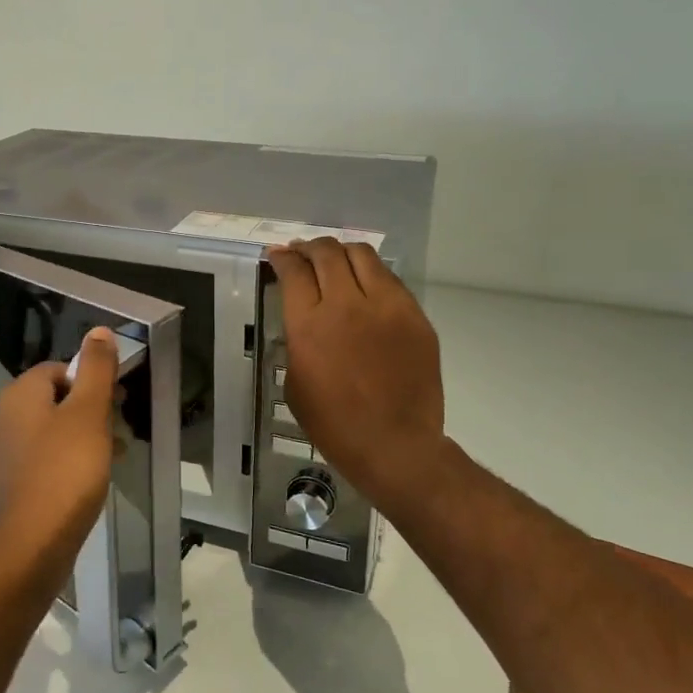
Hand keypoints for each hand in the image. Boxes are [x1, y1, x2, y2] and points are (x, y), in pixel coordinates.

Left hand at [0, 327, 120, 561]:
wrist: (33, 543)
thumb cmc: (66, 470)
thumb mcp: (89, 413)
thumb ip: (96, 369)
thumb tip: (99, 330)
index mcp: (20, 394)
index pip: (59, 369)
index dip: (91, 381)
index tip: (116, 402)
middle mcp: (4, 417)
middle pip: (55, 400)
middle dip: (90, 411)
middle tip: (118, 430)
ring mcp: (3, 453)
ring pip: (51, 432)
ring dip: (82, 438)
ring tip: (112, 457)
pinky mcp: (9, 485)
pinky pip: (43, 461)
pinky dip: (67, 463)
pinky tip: (88, 482)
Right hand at [267, 238, 445, 515]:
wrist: (395, 445)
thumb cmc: (334, 424)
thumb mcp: (295, 381)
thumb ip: (297, 340)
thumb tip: (304, 317)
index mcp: (309, 324)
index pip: (294, 270)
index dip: (282, 257)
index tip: (278, 255)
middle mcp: (346, 304)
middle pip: (326, 253)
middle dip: (310, 247)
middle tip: (303, 251)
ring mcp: (386, 306)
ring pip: (363, 255)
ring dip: (342, 252)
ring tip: (335, 259)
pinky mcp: (414, 316)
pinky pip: (390, 280)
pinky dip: (371, 274)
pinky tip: (366, 284)